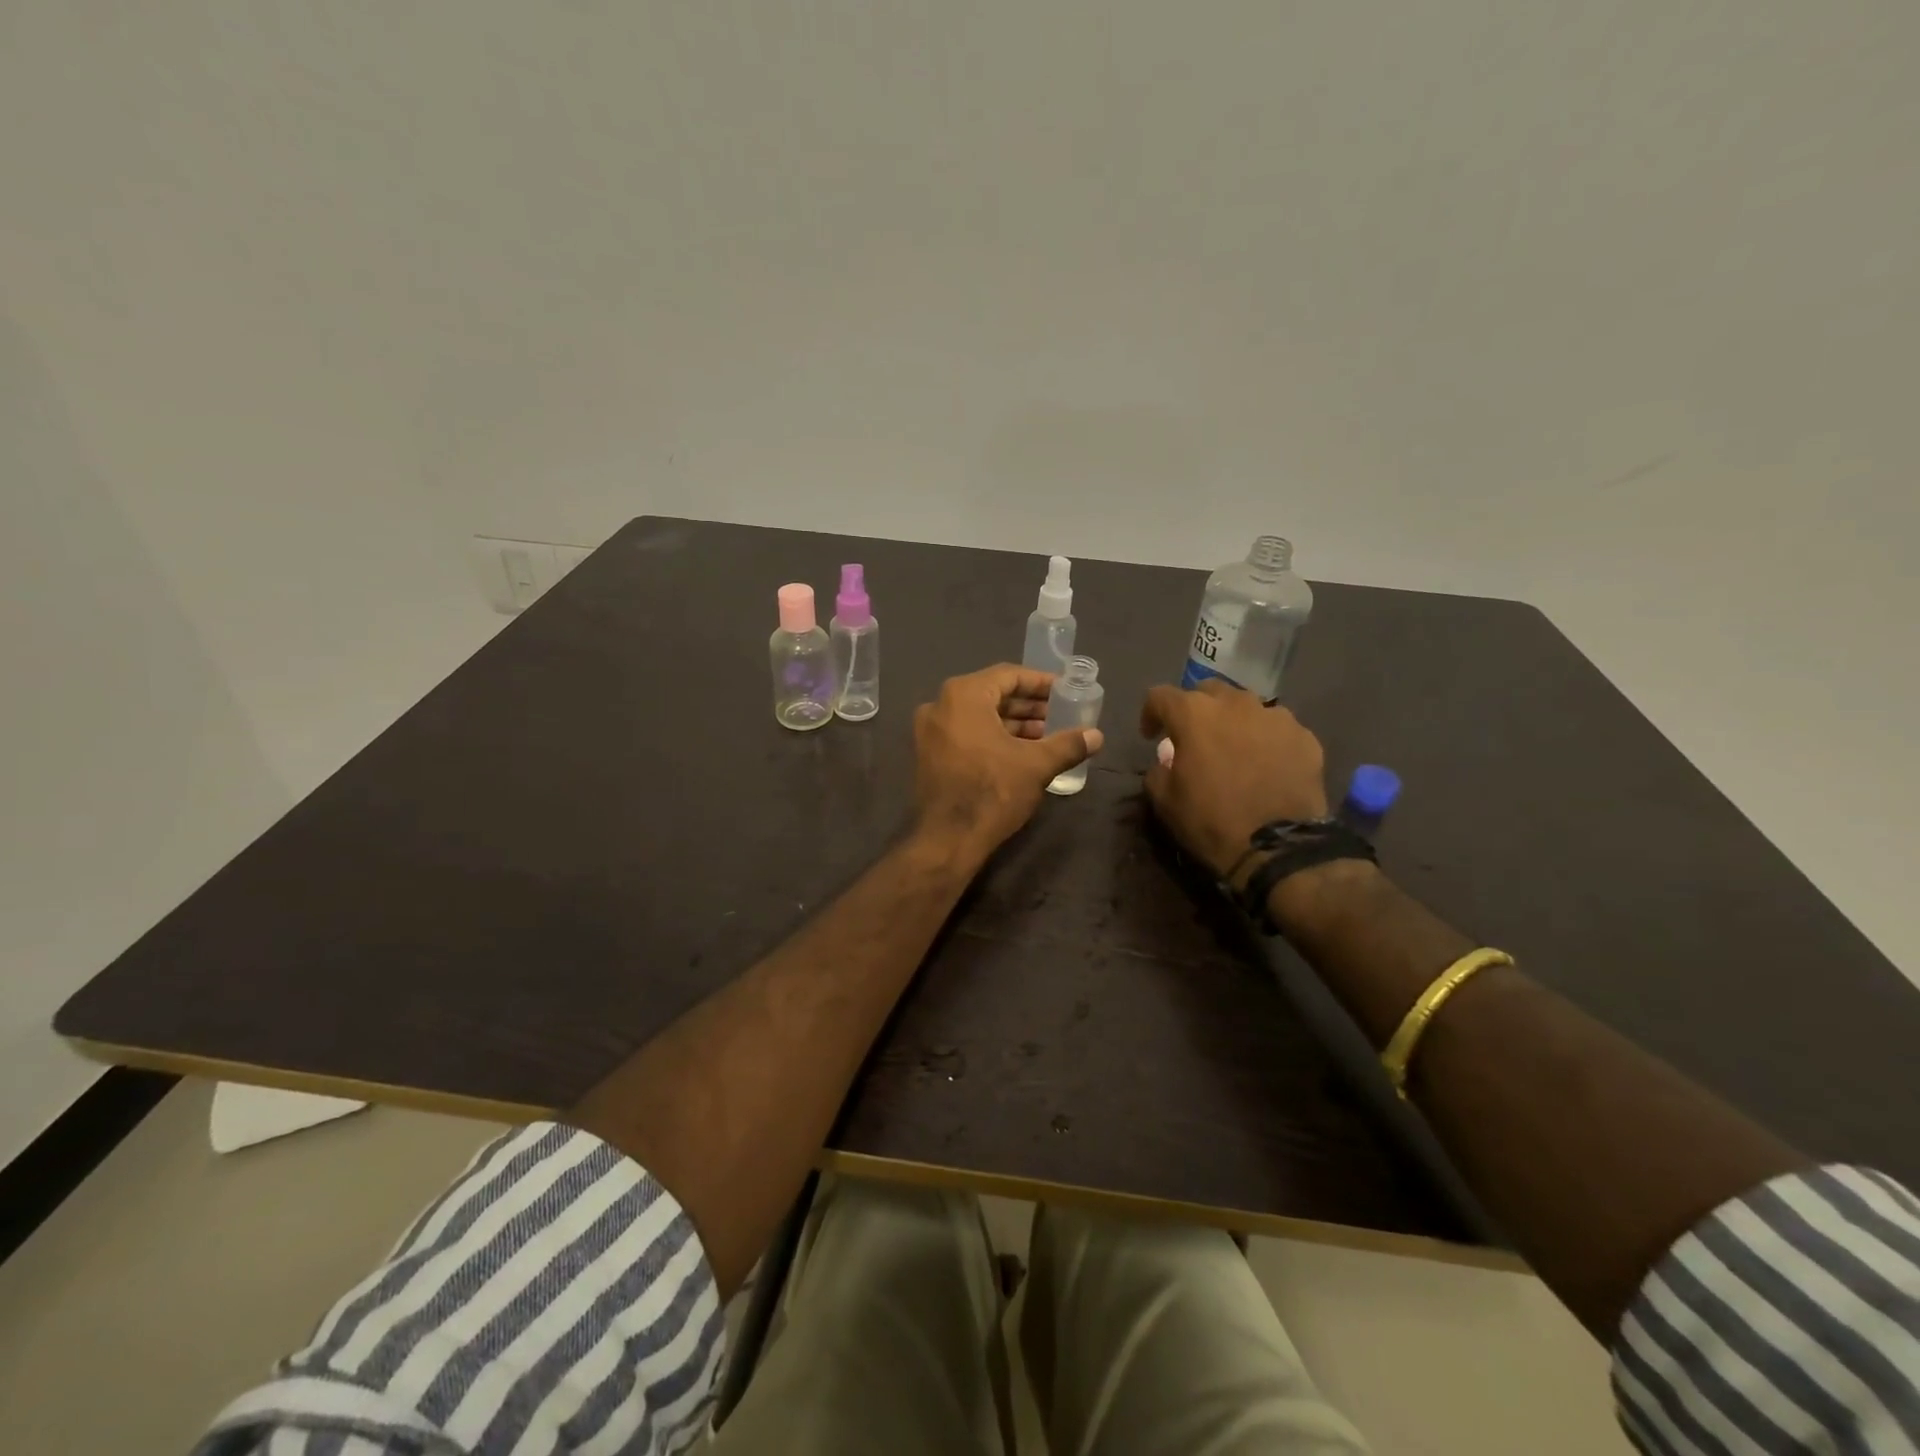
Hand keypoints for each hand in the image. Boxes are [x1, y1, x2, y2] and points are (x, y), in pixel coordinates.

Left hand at [914, 664, 1103, 857]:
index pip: (1008, 675)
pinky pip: (965, 733)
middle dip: (1027, 705)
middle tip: (1059, 715)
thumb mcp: (1036, 765)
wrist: (948, 840)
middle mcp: (940, 705)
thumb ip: (1068, 744)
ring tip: (1046, 736)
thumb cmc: (993, 792)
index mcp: (963, 695)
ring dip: (1012, 723)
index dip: (1040, 683)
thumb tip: (1096, 736)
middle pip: (992, 694)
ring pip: (978, 716)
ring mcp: (930, 731)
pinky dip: (992, 736)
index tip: (1065, 691)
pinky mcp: (929, 754)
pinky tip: (1020, 752)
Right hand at [1140, 680, 1327, 880]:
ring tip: (1236, 749)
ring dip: (1234, 722)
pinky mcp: (1305, 737)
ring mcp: (1275, 717)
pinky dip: (1267, 740)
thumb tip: (1168, 760)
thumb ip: (1159, 770)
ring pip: (1247, 707)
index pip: (1161, 696)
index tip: (1152, 736)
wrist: (1278, 847)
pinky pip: (1278, 729)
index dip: (1151, 713)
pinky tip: (1267, 765)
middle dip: (1196, 710)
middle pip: (1208, 691)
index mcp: (1194, 714)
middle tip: (1195, 738)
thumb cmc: (1211, 821)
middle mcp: (1236, 704)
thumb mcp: (1164, 800)